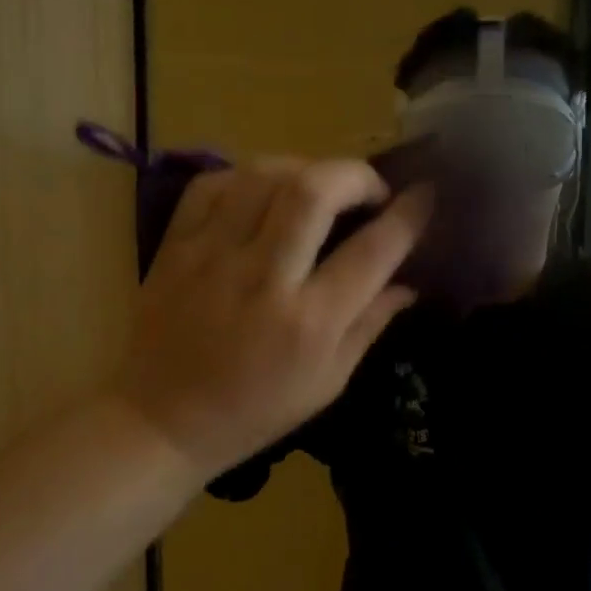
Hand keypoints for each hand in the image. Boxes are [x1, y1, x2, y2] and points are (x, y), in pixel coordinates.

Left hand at [114, 159, 430, 477]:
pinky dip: (247, 176)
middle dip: (356, 175)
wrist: (162, 422)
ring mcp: (212, 256)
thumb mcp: (328, 382)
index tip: (427, 195)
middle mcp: (264, 279)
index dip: (409, 215)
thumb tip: (409, 282)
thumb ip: (370, 324)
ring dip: (305, 169)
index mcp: (310, 322)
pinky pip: (213, 184)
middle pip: (315, 191)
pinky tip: (264, 193)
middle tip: (369, 190)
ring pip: (264, 176)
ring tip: (319, 188)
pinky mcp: (175, 247)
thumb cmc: (256, 411)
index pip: (372, 250)